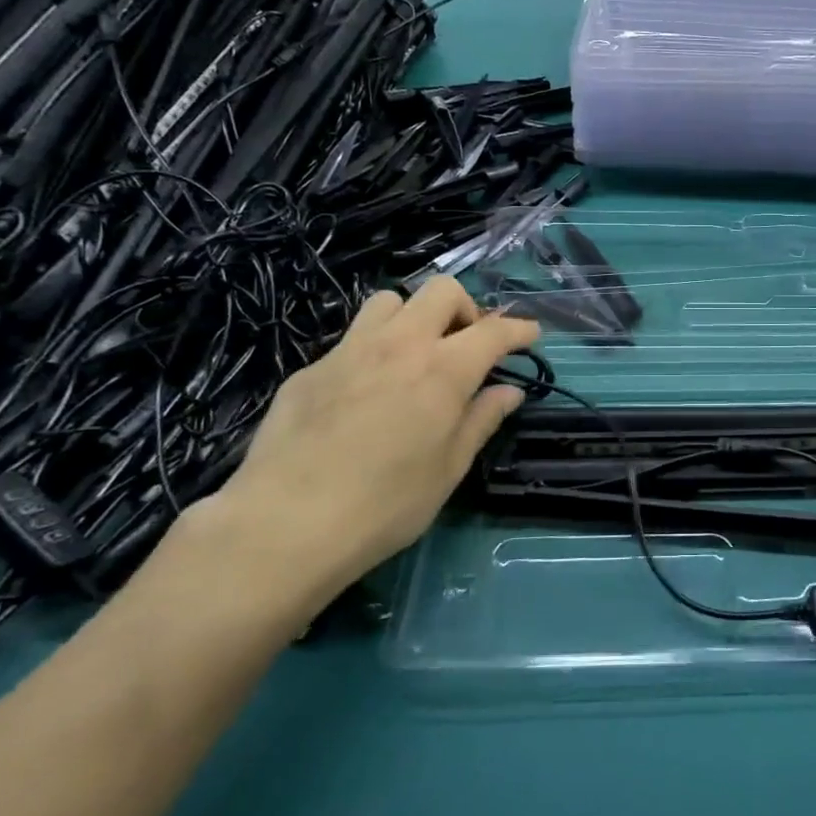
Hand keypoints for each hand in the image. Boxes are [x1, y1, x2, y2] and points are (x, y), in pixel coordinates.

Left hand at [195, 279, 538, 616]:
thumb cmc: (385, 505)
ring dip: (413, 318)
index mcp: (443, 370)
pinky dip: (372, 351)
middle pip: (442, 290)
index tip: (530, 335)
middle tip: (466, 346)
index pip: (494, 331)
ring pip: (390, 301)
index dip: (519, 329)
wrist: (285, 524)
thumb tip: (509, 391)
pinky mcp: (310, 368)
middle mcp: (400, 344)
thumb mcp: (448, 469)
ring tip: (413, 356)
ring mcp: (349, 350)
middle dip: (465, 309)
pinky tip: (363, 393)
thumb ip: (481, 420)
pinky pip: (351, 339)